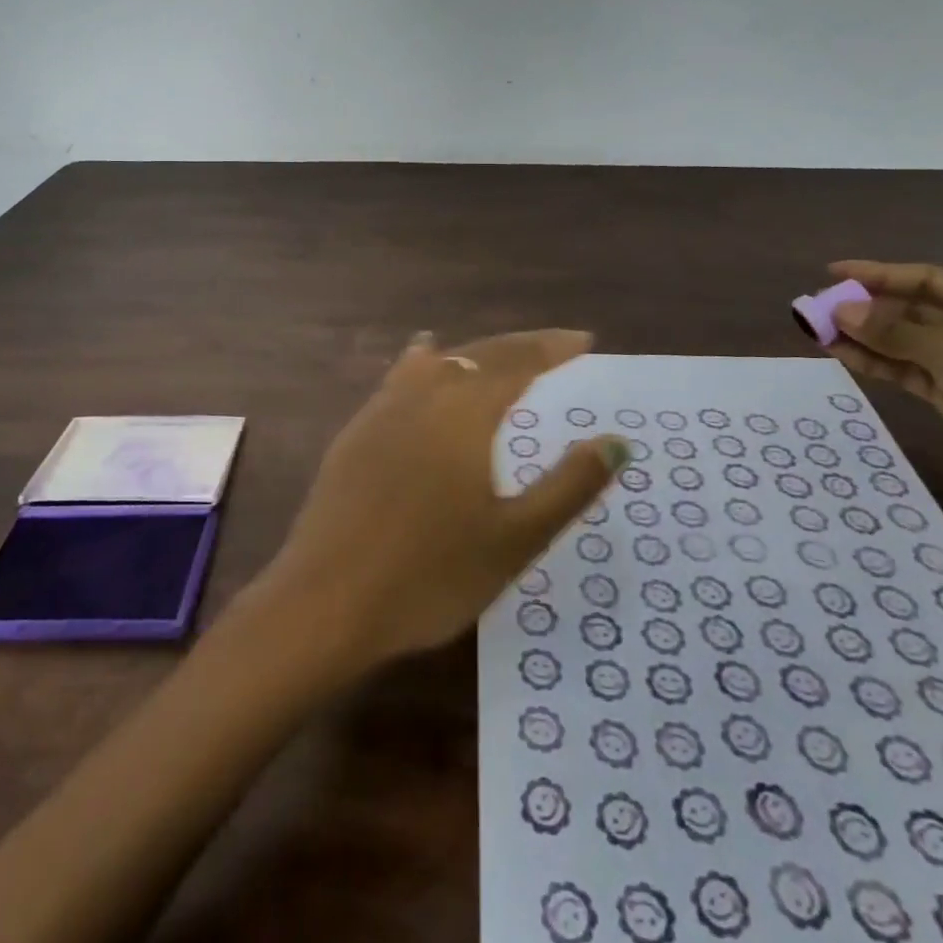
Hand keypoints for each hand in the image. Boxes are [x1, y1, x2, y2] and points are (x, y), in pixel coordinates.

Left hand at [248, 329, 624, 674]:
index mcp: (464, 412)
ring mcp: (381, 411)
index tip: (584, 340)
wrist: (326, 602)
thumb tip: (616, 442)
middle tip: (554, 346)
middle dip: (520, 347)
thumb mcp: (515, 538)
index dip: (552, 349)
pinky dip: (424, 364)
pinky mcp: (355, 433)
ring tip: (496, 352)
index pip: (518, 363)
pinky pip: (400, 379)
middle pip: (478, 356)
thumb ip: (569, 486)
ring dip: (472, 354)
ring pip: (436, 362)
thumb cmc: (431, 575)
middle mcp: (423, 396)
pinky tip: (421, 364)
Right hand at [821, 261, 942, 532]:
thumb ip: (890, 329)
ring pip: (906, 341)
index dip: (878, 274)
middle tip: (818, 306)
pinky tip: (841, 354)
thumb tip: (838, 309)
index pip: (928, 278)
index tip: (832, 272)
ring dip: (864, 336)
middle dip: (866, 308)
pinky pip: (908, 369)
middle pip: (914, 309)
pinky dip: (876, 361)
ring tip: (817, 330)